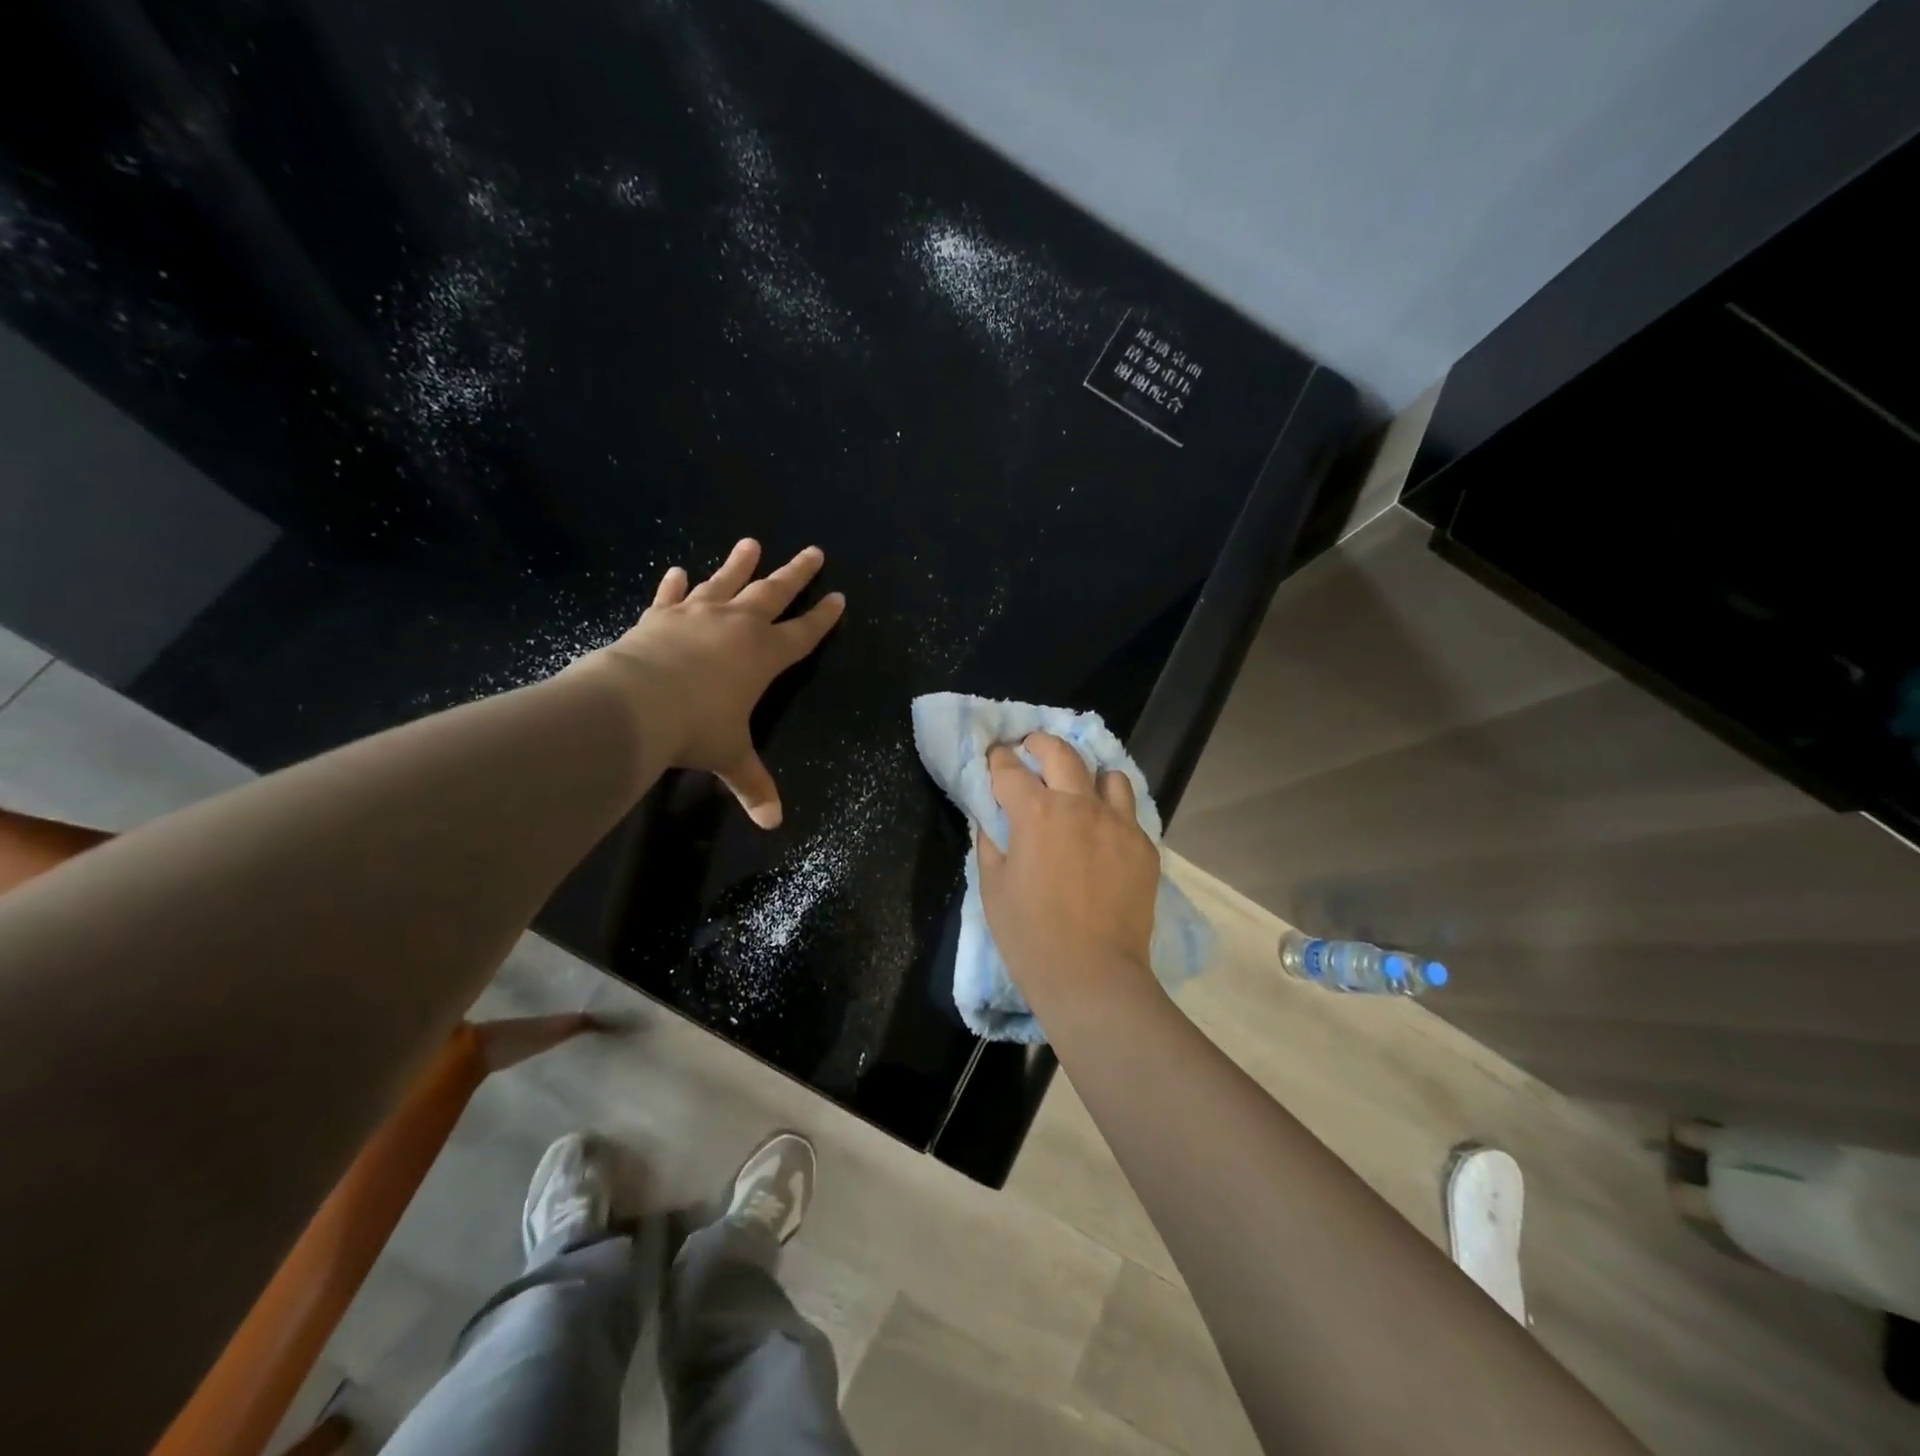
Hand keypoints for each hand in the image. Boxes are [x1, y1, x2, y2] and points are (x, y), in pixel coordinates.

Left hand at [577, 539, 844, 826]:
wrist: (635, 702)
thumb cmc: (696, 727)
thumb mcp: (730, 757)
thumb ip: (753, 784)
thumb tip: (773, 823)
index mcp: (764, 655)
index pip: (803, 633)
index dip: (823, 617)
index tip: (838, 597)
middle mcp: (736, 626)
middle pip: (773, 592)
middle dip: (796, 573)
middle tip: (813, 551)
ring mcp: (696, 615)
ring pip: (725, 582)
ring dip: (739, 564)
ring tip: (751, 543)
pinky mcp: (659, 616)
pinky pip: (671, 596)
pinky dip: (674, 584)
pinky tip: (677, 571)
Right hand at [976, 732, 1160, 1004]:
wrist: (1092, 975)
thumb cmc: (1030, 935)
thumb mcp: (993, 886)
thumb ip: (991, 841)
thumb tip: (992, 817)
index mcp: (1036, 812)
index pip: (1010, 769)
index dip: (997, 759)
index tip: (994, 757)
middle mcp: (1080, 805)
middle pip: (1061, 752)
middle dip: (1040, 744)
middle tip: (1031, 750)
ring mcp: (1118, 823)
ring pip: (1107, 775)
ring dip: (1087, 774)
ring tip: (1078, 790)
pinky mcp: (1143, 845)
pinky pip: (1128, 812)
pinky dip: (1111, 811)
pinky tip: (1102, 832)